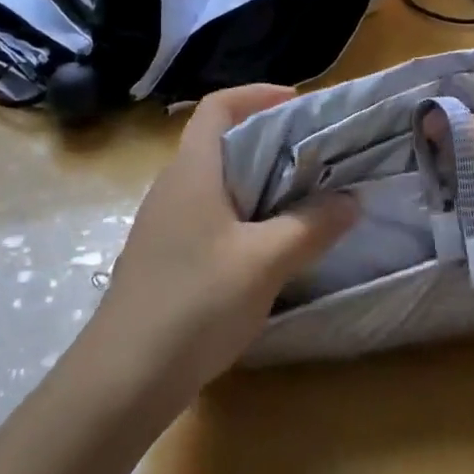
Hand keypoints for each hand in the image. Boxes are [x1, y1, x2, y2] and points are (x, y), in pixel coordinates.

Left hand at [82, 85, 358, 410]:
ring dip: (257, 181)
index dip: (257, 94)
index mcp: (192, 169)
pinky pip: (208, 215)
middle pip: (220, 141)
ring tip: (301, 198)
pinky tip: (266, 247)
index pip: (218, 106)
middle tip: (315, 155)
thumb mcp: (265, 262)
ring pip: (215, 182)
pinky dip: (241, 215)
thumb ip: (311, 226)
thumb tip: (350, 200)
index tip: (299, 105)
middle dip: (268, 140)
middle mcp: (173, 186)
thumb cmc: (195, 302)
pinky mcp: (163, 256)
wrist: (122, 379)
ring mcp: (163, 223)